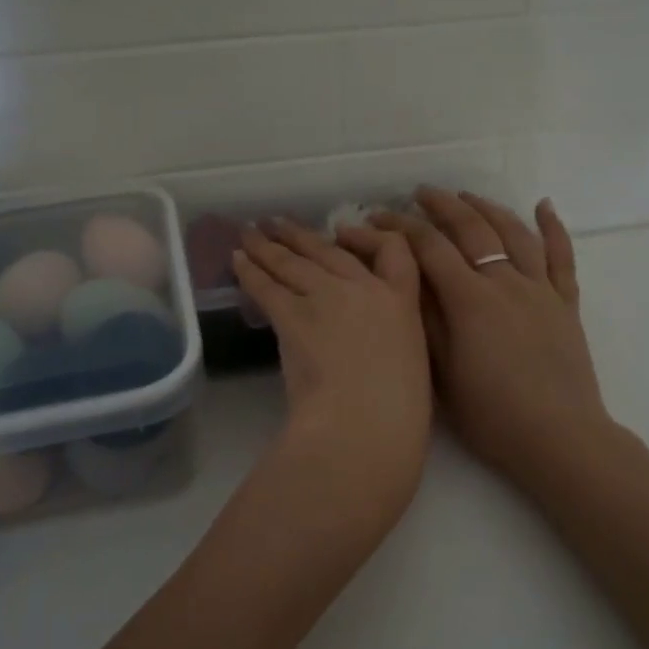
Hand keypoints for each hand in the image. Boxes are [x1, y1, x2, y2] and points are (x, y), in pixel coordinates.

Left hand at [234, 220, 432, 519]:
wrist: (364, 423)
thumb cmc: (399, 411)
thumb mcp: (411, 363)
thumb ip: (390, 340)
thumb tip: (367, 344)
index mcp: (402, 301)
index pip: (394, 251)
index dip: (369, 236)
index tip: (347, 232)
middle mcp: (364, 288)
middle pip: (328, 251)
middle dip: (300, 236)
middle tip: (277, 224)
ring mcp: (326, 297)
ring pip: (292, 262)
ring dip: (268, 246)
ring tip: (250, 234)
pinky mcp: (292, 315)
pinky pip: (266, 285)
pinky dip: (249, 271)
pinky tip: (237, 261)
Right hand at [346, 189, 612, 497]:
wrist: (559, 438)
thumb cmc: (492, 415)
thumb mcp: (442, 374)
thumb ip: (426, 322)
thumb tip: (404, 279)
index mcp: (470, 301)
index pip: (430, 249)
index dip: (401, 228)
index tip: (377, 216)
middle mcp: (506, 283)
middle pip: (472, 229)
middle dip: (443, 205)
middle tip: (420, 193)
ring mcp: (541, 290)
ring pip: (514, 234)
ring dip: (488, 208)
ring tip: (468, 195)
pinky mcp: (566, 304)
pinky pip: (562, 257)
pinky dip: (553, 228)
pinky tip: (544, 205)